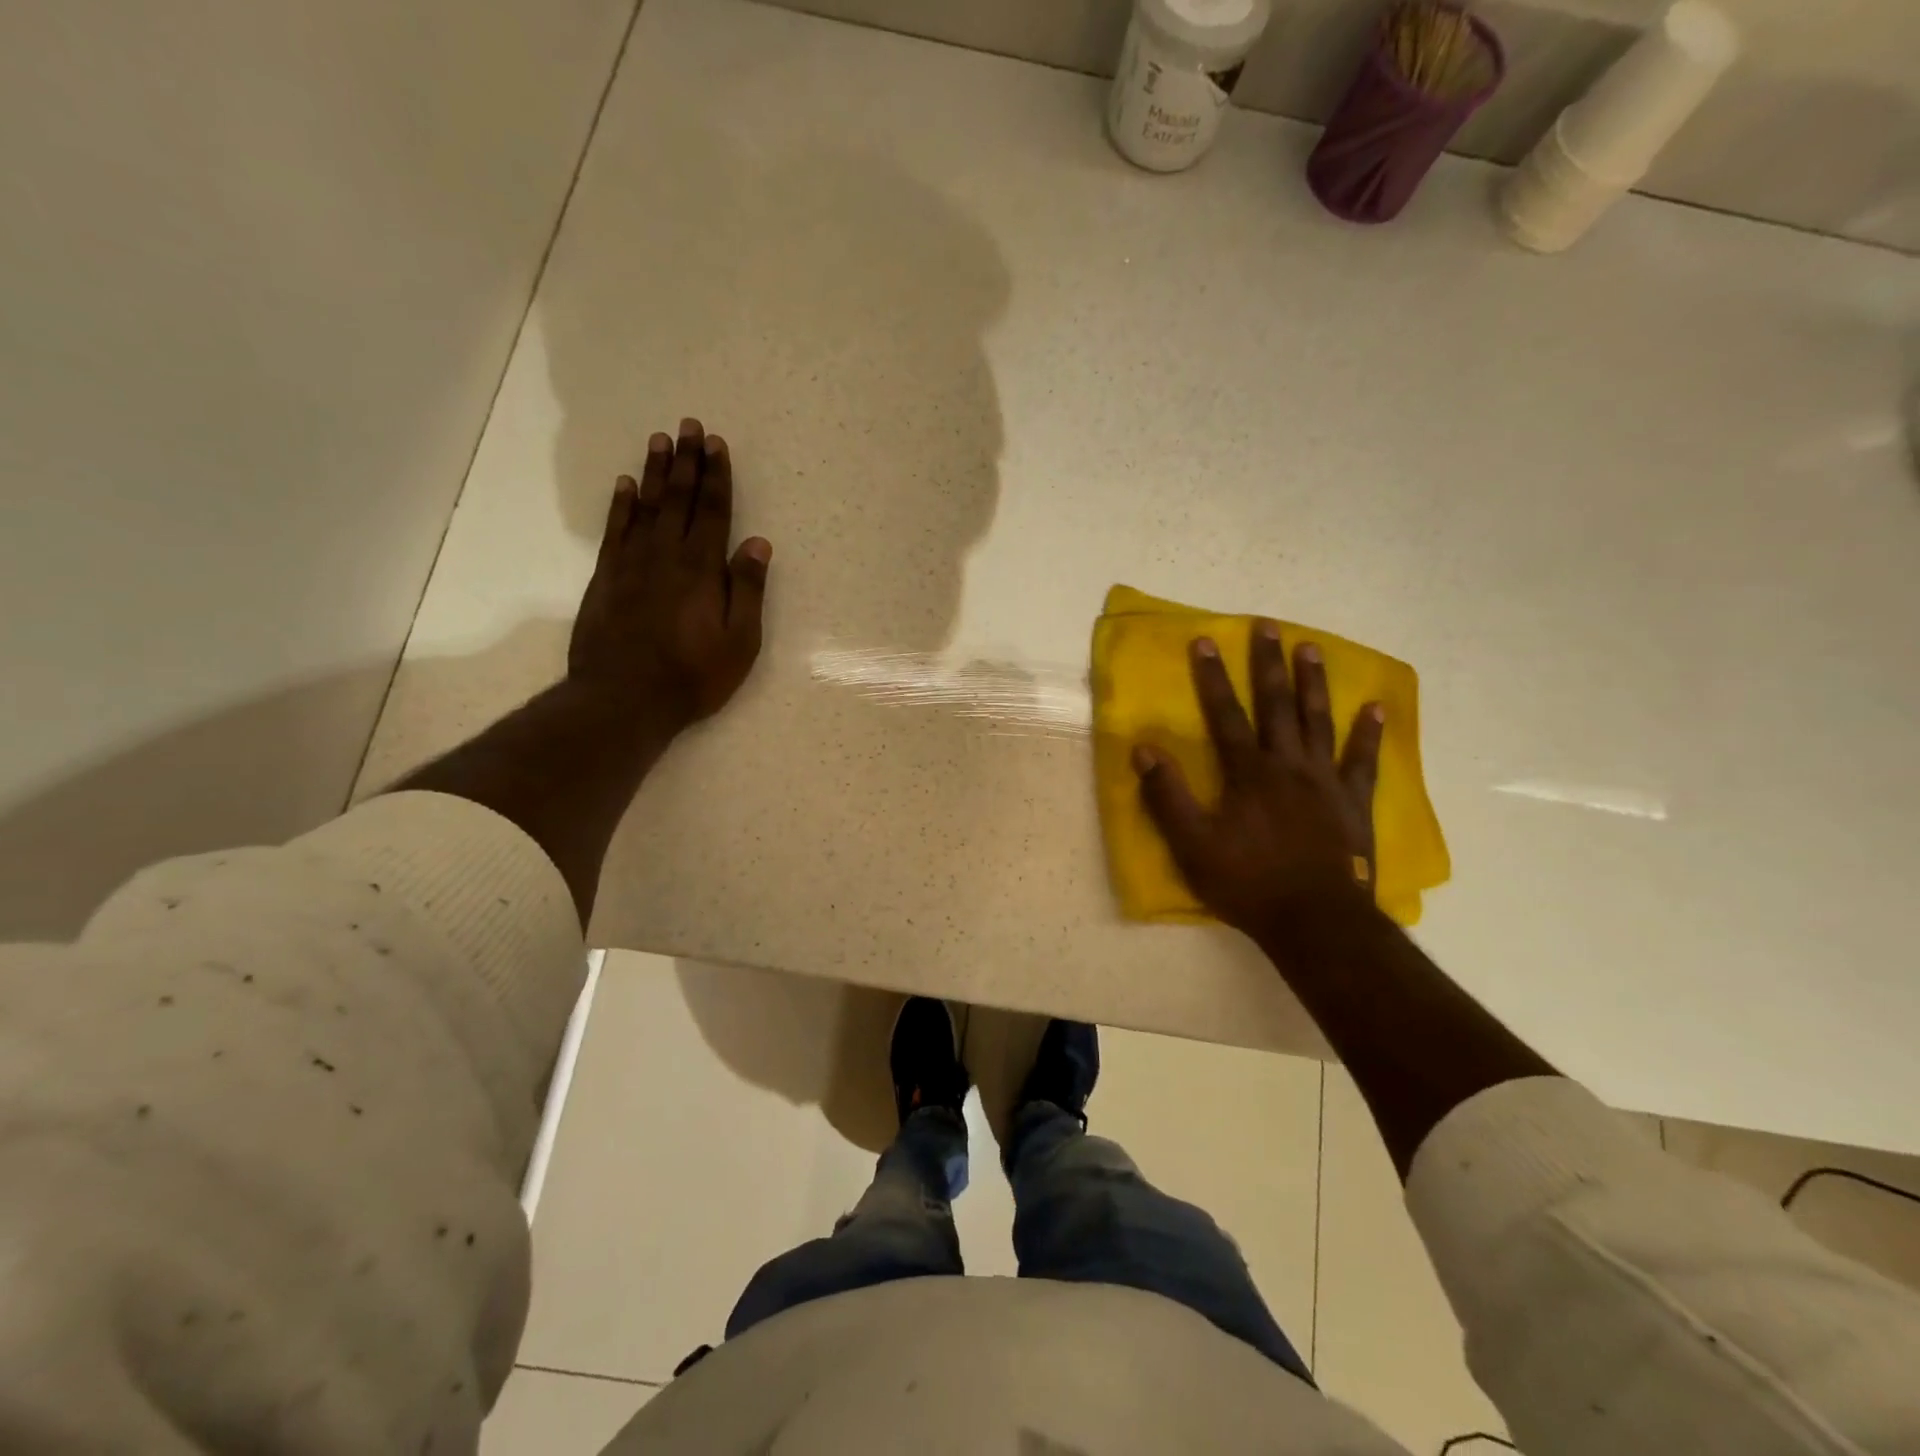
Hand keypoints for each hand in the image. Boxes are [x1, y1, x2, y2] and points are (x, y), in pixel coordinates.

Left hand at [568, 417, 770, 731]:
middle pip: (679, 499)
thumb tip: (758, 543)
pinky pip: (615, 530)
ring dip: (654, 472)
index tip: (717, 445)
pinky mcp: (606, 578)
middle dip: (687, 461)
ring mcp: (632, 564)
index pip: (713, 512)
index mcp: (703, 569)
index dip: (717, 477)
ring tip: (660, 440)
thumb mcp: (740, 641)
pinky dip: (621, 505)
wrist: (624, 698)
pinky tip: (625, 485)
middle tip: (689, 426)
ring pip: (645, 506)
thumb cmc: (693, 675)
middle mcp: (666, 555)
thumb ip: (748, 590)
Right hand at [1133, 623, 1383, 941]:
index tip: (1205, 641)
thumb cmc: (1247, 883)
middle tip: (1268, 625)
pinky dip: (1369, 733)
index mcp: (1247, 773)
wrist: (1315, 921)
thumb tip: (1144, 749)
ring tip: (1311, 648)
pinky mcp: (1353, 802)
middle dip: (1267, 664)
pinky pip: (1362, 760)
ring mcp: (1324, 781)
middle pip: (1276, 705)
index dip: (1212, 678)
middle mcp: (1287, 765)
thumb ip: (1168, 796)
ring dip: (1313, 683)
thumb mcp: (1192, 844)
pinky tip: (1376, 707)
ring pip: (1318, 721)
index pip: (1225, 714)